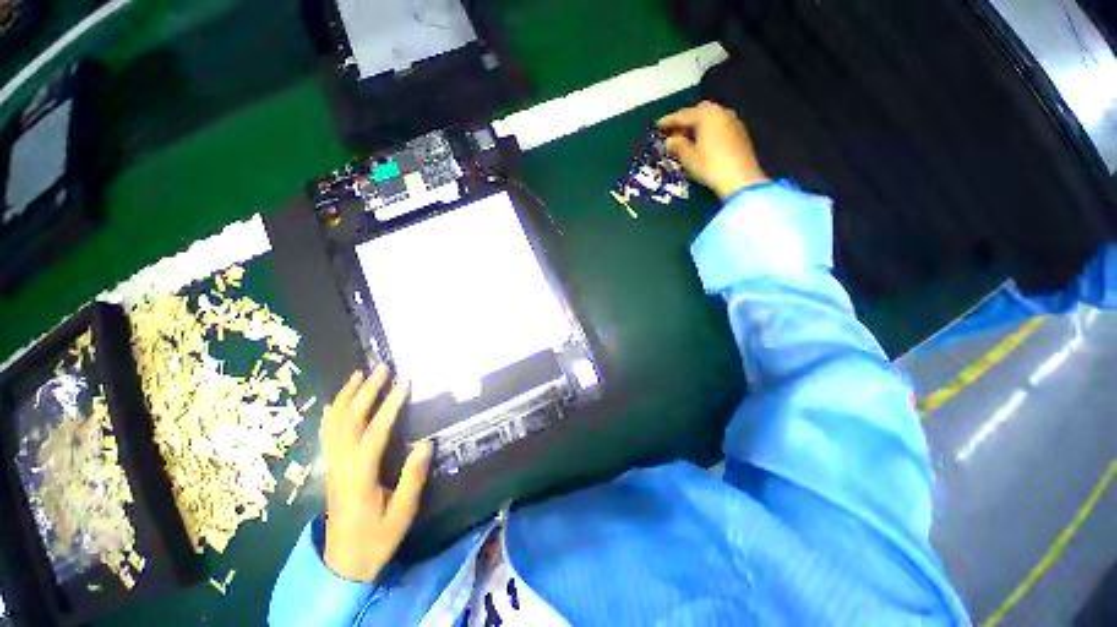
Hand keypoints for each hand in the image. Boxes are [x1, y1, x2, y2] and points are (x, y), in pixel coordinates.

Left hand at [319, 365, 433, 581]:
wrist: (343, 564)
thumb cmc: (376, 539)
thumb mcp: (402, 514)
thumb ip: (413, 478)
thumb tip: (426, 443)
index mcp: (360, 476)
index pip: (375, 432)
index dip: (390, 405)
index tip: (405, 383)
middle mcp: (342, 465)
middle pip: (350, 420)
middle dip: (366, 391)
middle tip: (382, 368)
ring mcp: (332, 466)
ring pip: (334, 424)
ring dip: (346, 396)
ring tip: (358, 375)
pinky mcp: (330, 469)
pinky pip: (326, 436)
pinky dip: (330, 415)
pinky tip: (336, 402)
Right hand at [658, 101, 769, 199]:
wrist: (740, 178)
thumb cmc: (710, 166)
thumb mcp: (689, 158)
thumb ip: (677, 146)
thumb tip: (669, 141)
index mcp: (706, 115)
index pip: (683, 115)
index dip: (668, 121)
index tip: (657, 126)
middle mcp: (721, 112)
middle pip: (698, 112)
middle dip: (685, 121)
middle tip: (672, 133)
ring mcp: (732, 121)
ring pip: (710, 118)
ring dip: (697, 126)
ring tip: (685, 139)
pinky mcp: (739, 132)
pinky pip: (718, 125)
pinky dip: (707, 131)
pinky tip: (701, 143)